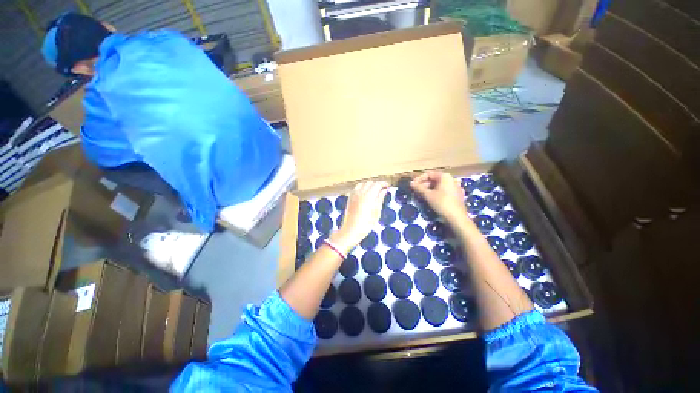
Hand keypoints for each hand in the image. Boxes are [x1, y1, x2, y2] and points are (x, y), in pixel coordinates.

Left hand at [332, 180, 388, 252]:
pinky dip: (362, 187)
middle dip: (377, 184)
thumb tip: (384, 191)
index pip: (377, 184)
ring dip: (369, 185)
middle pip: (370, 183)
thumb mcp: (376, 212)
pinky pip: (356, 188)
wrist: (351, 230)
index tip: (388, 186)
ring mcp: (354, 195)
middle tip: (382, 189)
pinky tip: (365, 193)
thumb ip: (380, 199)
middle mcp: (360, 193)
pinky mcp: (350, 198)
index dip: (383, 183)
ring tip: (374, 190)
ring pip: (363, 183)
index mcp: (369, 196)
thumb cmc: (366, 224)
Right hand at [411, 171, 467, 224]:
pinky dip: (436, 193)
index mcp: (445, 177)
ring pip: (439, 186)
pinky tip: (431, 199)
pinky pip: (444, 191)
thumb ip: (419, 188)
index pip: (429, 174)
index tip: (413, 185)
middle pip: (434, 179)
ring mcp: (455, 187)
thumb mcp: (428, 195)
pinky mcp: (457, 195)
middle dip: (424, 184)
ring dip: (429, 189)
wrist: (457, 218)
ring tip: (422, 195)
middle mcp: (451, 179)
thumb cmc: (442, 203)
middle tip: (416, 191)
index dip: (419, 179)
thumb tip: (411, 183)